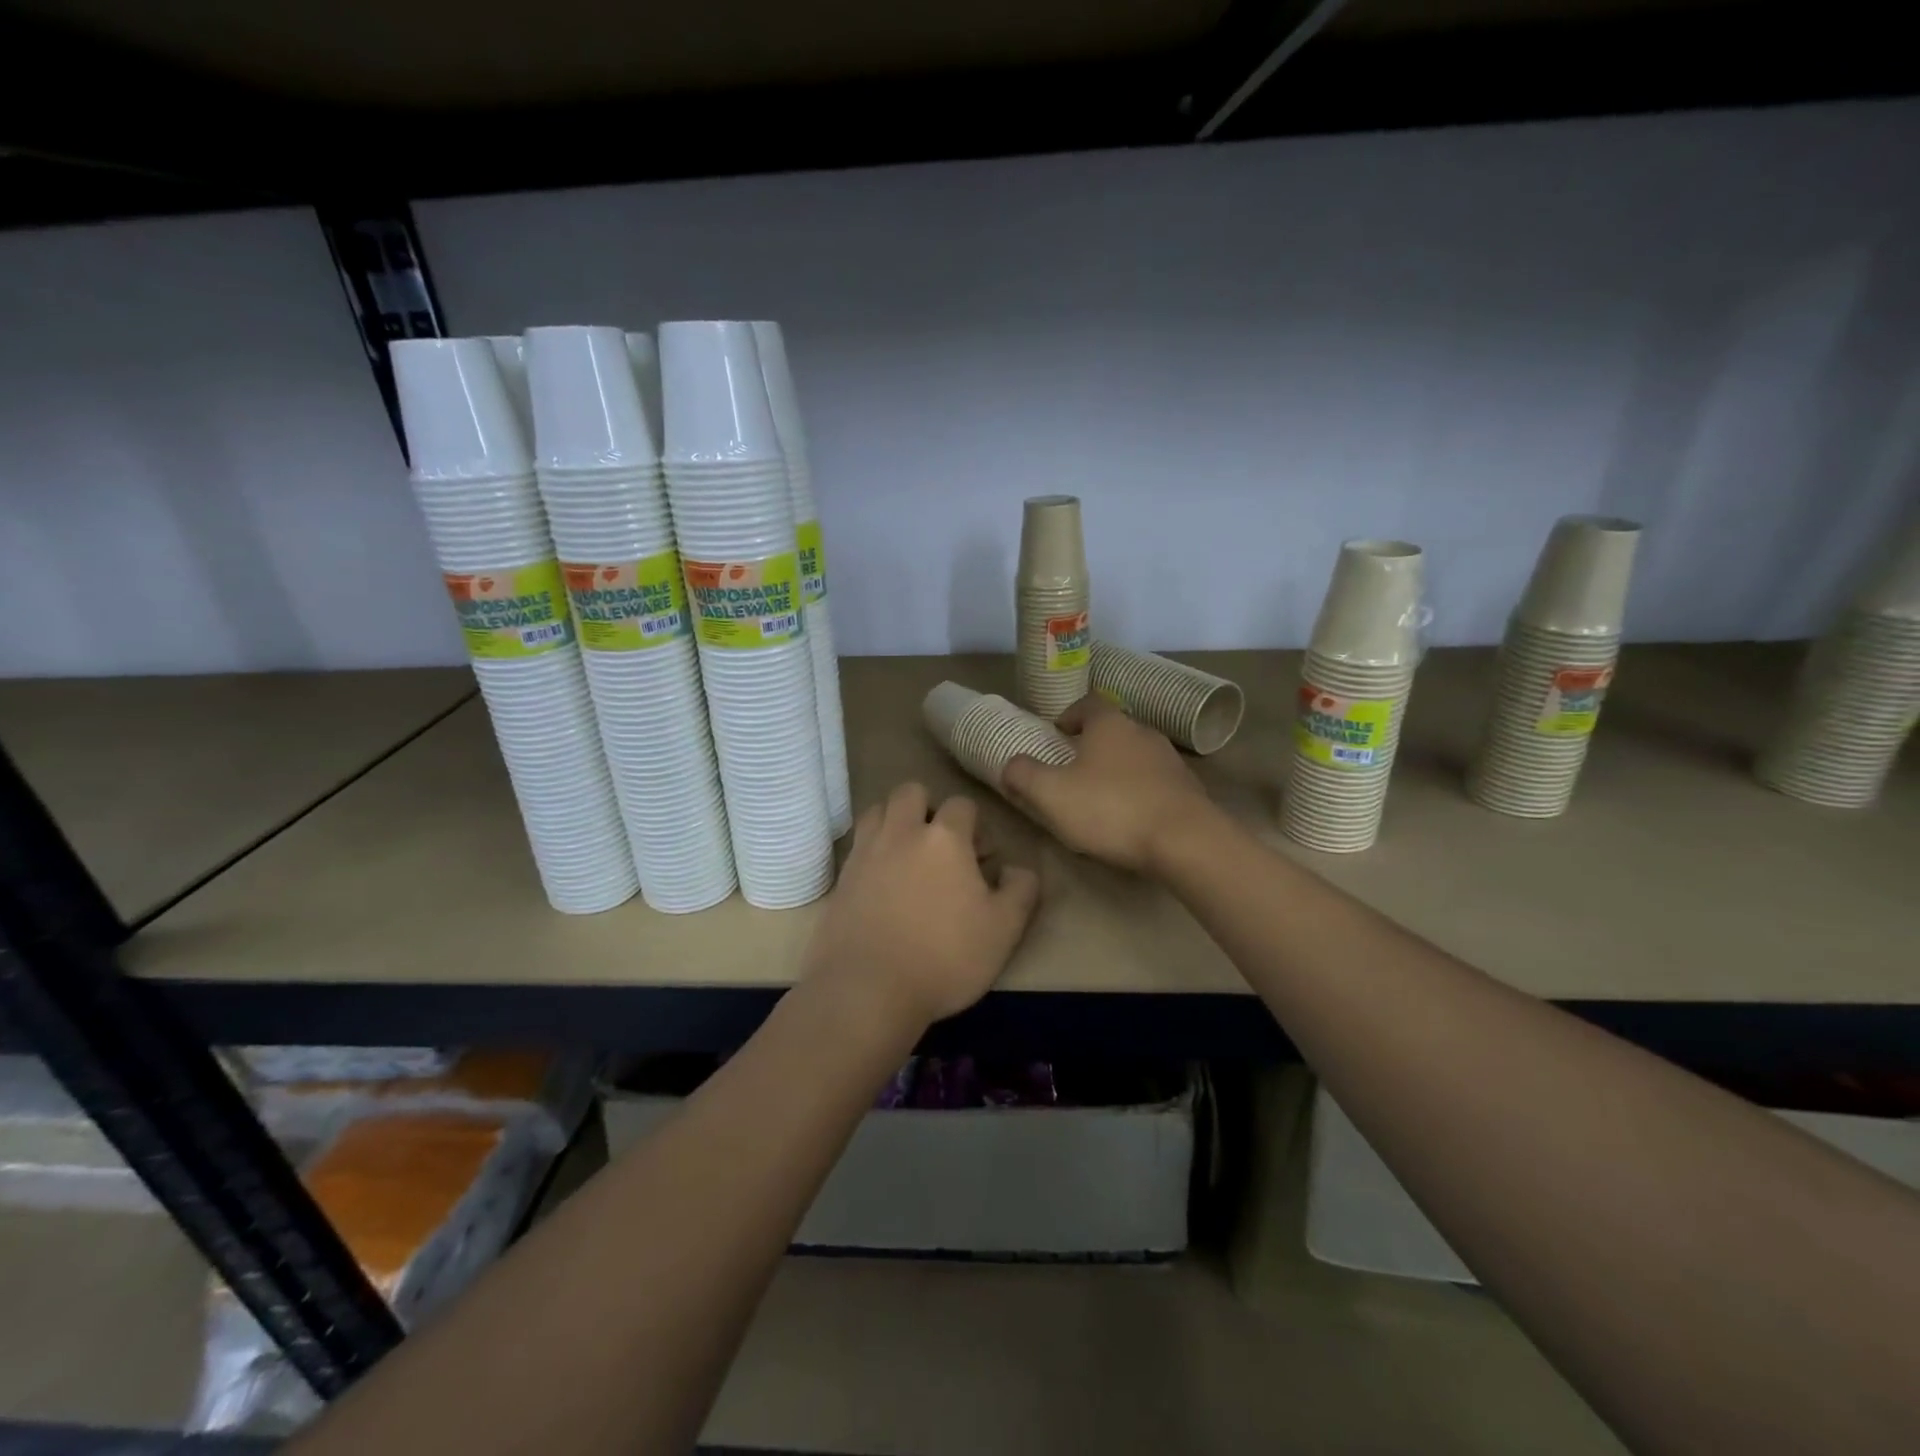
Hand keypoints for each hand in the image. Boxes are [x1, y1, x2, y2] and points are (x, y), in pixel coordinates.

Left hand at [803, 782, 1040, 1030]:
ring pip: (877, 811)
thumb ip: (1021, 891)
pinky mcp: (840, 878)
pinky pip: (857, 846)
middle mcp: (901, 833)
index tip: (981, 859)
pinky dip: (872, 851)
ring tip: (907, 856)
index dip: (975, 826)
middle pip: (911, 792)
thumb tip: (1019, 869)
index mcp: (944, 838)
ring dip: (894, 821)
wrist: (868, 990)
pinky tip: (882, 883)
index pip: (962, 804)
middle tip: (940, 846)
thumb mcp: (1003, 930)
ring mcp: (865, 853)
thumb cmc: (944, 957)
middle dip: (928, 808)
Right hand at [1001, 695, 1218, 873]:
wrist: (1185, 840)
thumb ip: (1024, 775)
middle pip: (1113, 730)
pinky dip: (1140, 791)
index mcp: (1110, 724)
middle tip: (1072, 768)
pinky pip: (1155, 782)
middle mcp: (1143, 732)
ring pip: (1135, 756)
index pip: (1088, 702)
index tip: (1057, 733)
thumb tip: (1010, 764)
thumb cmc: (1111, 808)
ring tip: (1100, 796)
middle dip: (1092, 745)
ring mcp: (1170, 760)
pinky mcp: (1188, 789)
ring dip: (1117, 769)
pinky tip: (1130, 817)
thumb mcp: (1052, 794)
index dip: (1070, 714)